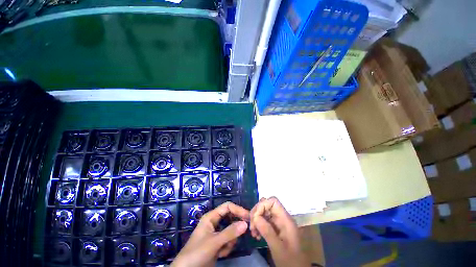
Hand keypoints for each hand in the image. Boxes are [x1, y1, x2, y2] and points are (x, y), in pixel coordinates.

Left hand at [171, 202, 249, 266]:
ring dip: (231, 240)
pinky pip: (228, 240)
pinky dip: (227, 247)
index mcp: (211, 217)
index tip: (248, 217)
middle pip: (230, 218)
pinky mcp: (218, 243)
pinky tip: (221, 254)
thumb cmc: (197, 253)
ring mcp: (216, 233)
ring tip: (224, 249)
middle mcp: (214, 222)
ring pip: (231, 230)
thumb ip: (230, 232)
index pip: (227, 207)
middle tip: (245, 231)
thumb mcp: (214, 242)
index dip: (238, 210)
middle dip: (236, 226)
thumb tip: (245, 223)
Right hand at [250, 197, 309, 266]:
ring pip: (264, 212)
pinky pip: (265, 220)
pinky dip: (258, 225)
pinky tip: (256, 235)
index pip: (273, 201)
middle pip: (267, 205)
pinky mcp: (276, 228)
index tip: (255, 218)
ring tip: (253, 233)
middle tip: (252, 226)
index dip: (262, 205)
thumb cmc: (290, 261)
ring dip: (256, 220)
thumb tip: (255, 217)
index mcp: (286, 219)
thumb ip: (267, 231)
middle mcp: (282, 218)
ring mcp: (279, 222)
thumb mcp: (278, 248)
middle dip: (257, 213)